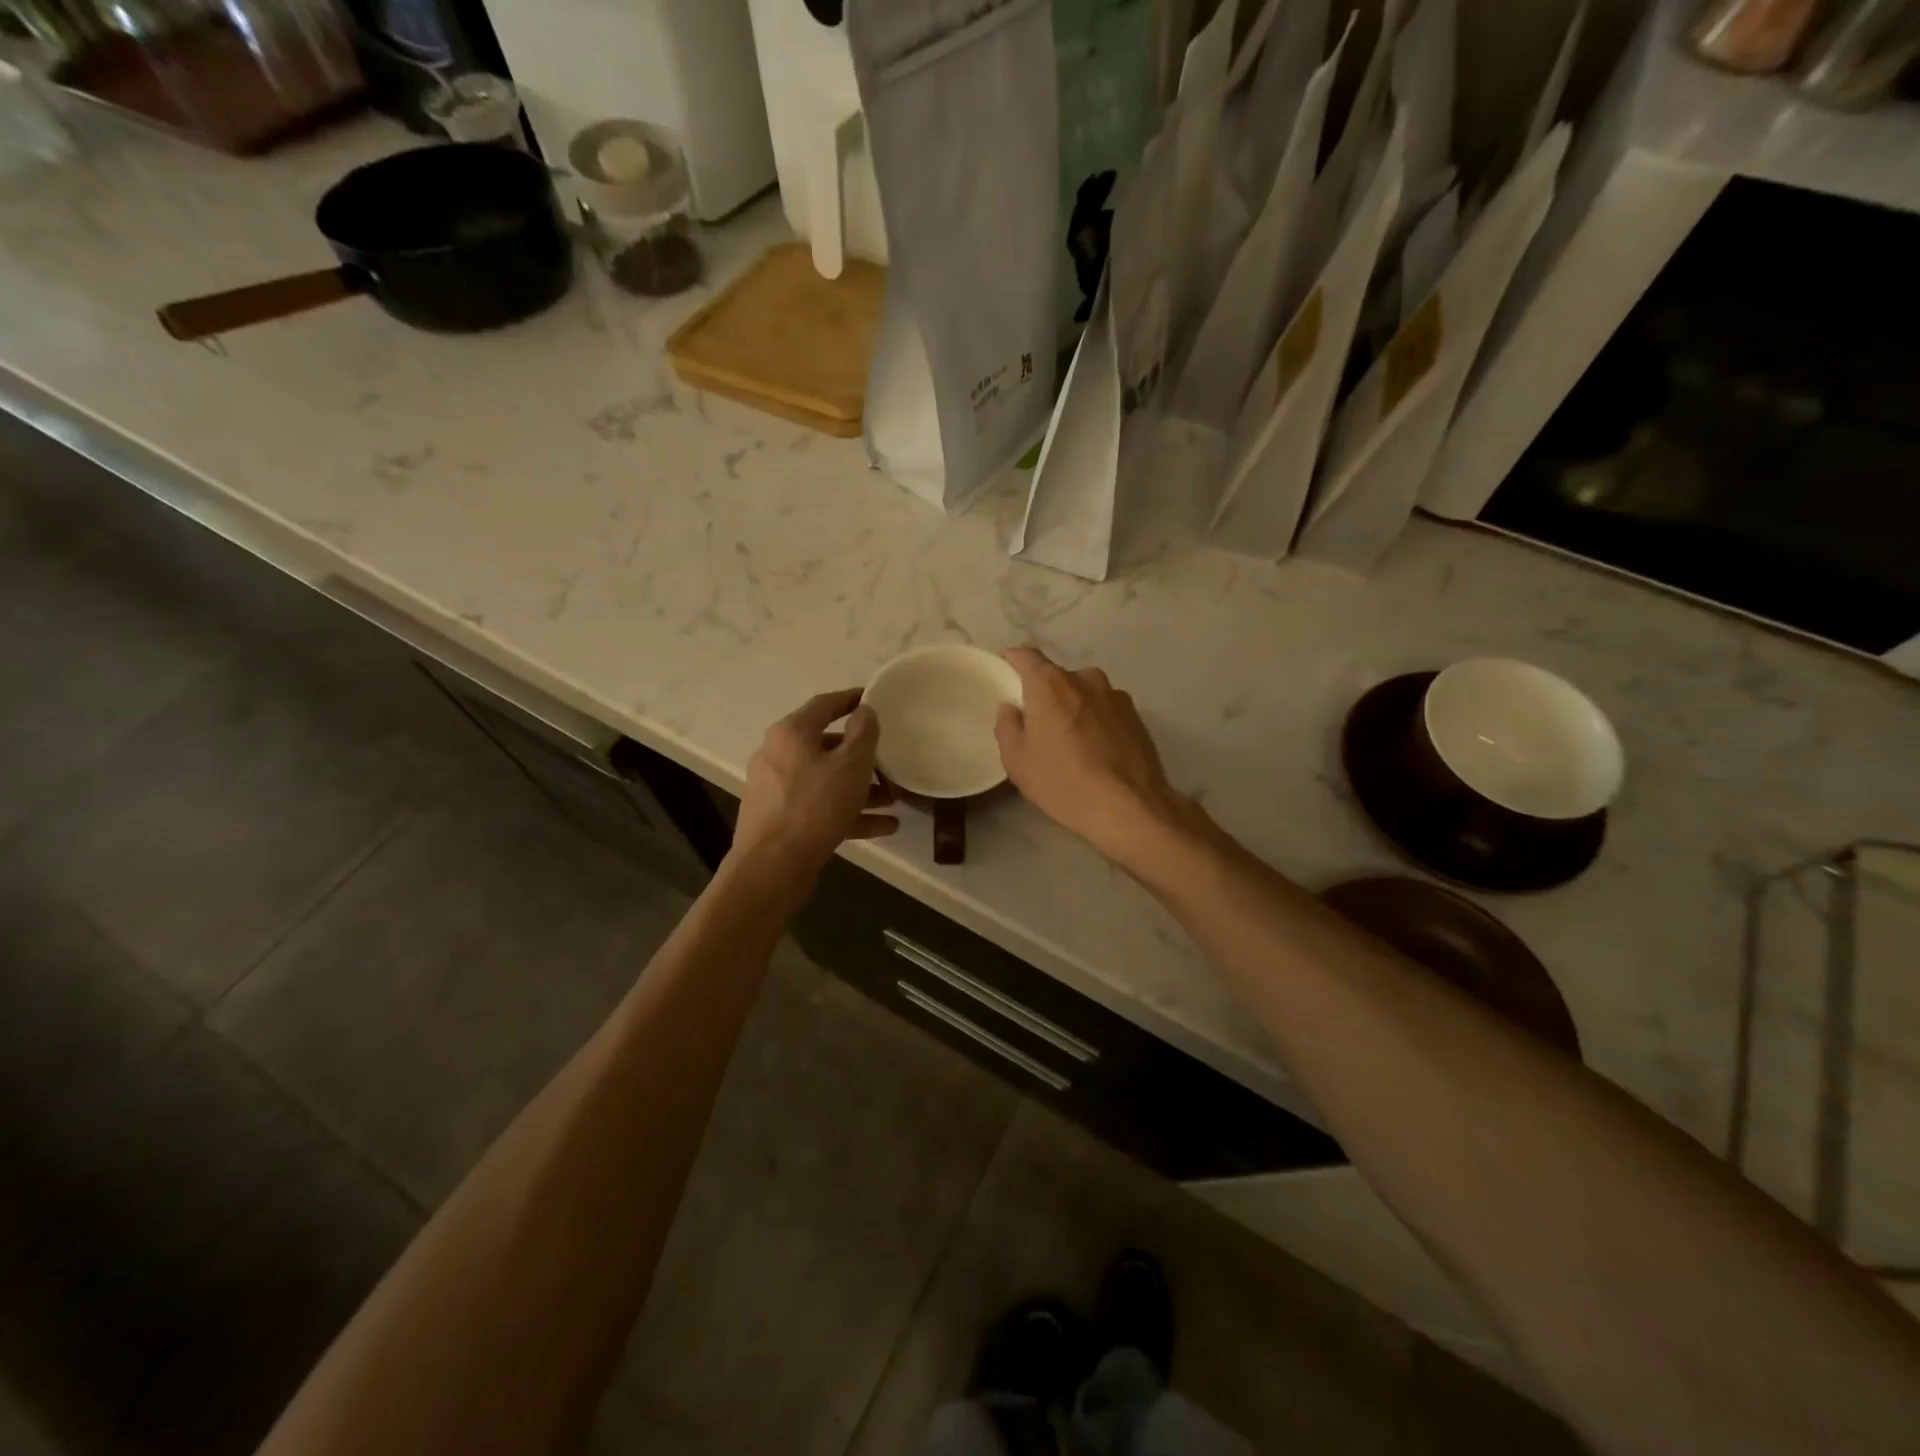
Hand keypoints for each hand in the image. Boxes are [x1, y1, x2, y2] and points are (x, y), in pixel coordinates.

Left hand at [730, 689, 897, 893]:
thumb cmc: (815, 806)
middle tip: (887, 758)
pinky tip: (884, 827)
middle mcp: (777, 755)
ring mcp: (776, 789)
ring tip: (892, 798)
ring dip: (859, 787)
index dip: (850, 699)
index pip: (824, 705)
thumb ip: (863, 734)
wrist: (772, 866)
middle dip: (860, 754)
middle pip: (825, 745)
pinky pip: (819, 807)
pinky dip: (848, 813)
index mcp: (791, 733)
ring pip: (825, 780)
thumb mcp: (851, 765)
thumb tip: (865, 711)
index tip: (871, 698)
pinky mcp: (779, 819)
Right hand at [994, 647, 1194, 866]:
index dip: (1014, 659)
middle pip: (1058, 677)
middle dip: (1046, 693)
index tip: (1007, 666)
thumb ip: (1007, 726)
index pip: (1027, 656)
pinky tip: (1096, 750)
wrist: (1129, 806)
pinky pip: (1106, 710)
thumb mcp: (1017, 761)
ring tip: (1071, 740)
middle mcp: (1085, 679)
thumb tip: (1011, 708)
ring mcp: (1115, 696)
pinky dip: (1097, 722)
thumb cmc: (1063, 782)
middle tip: (1039, 722)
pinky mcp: (1136, 716)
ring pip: (1085, 693)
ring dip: (1075, 707)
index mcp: (1050, 684)